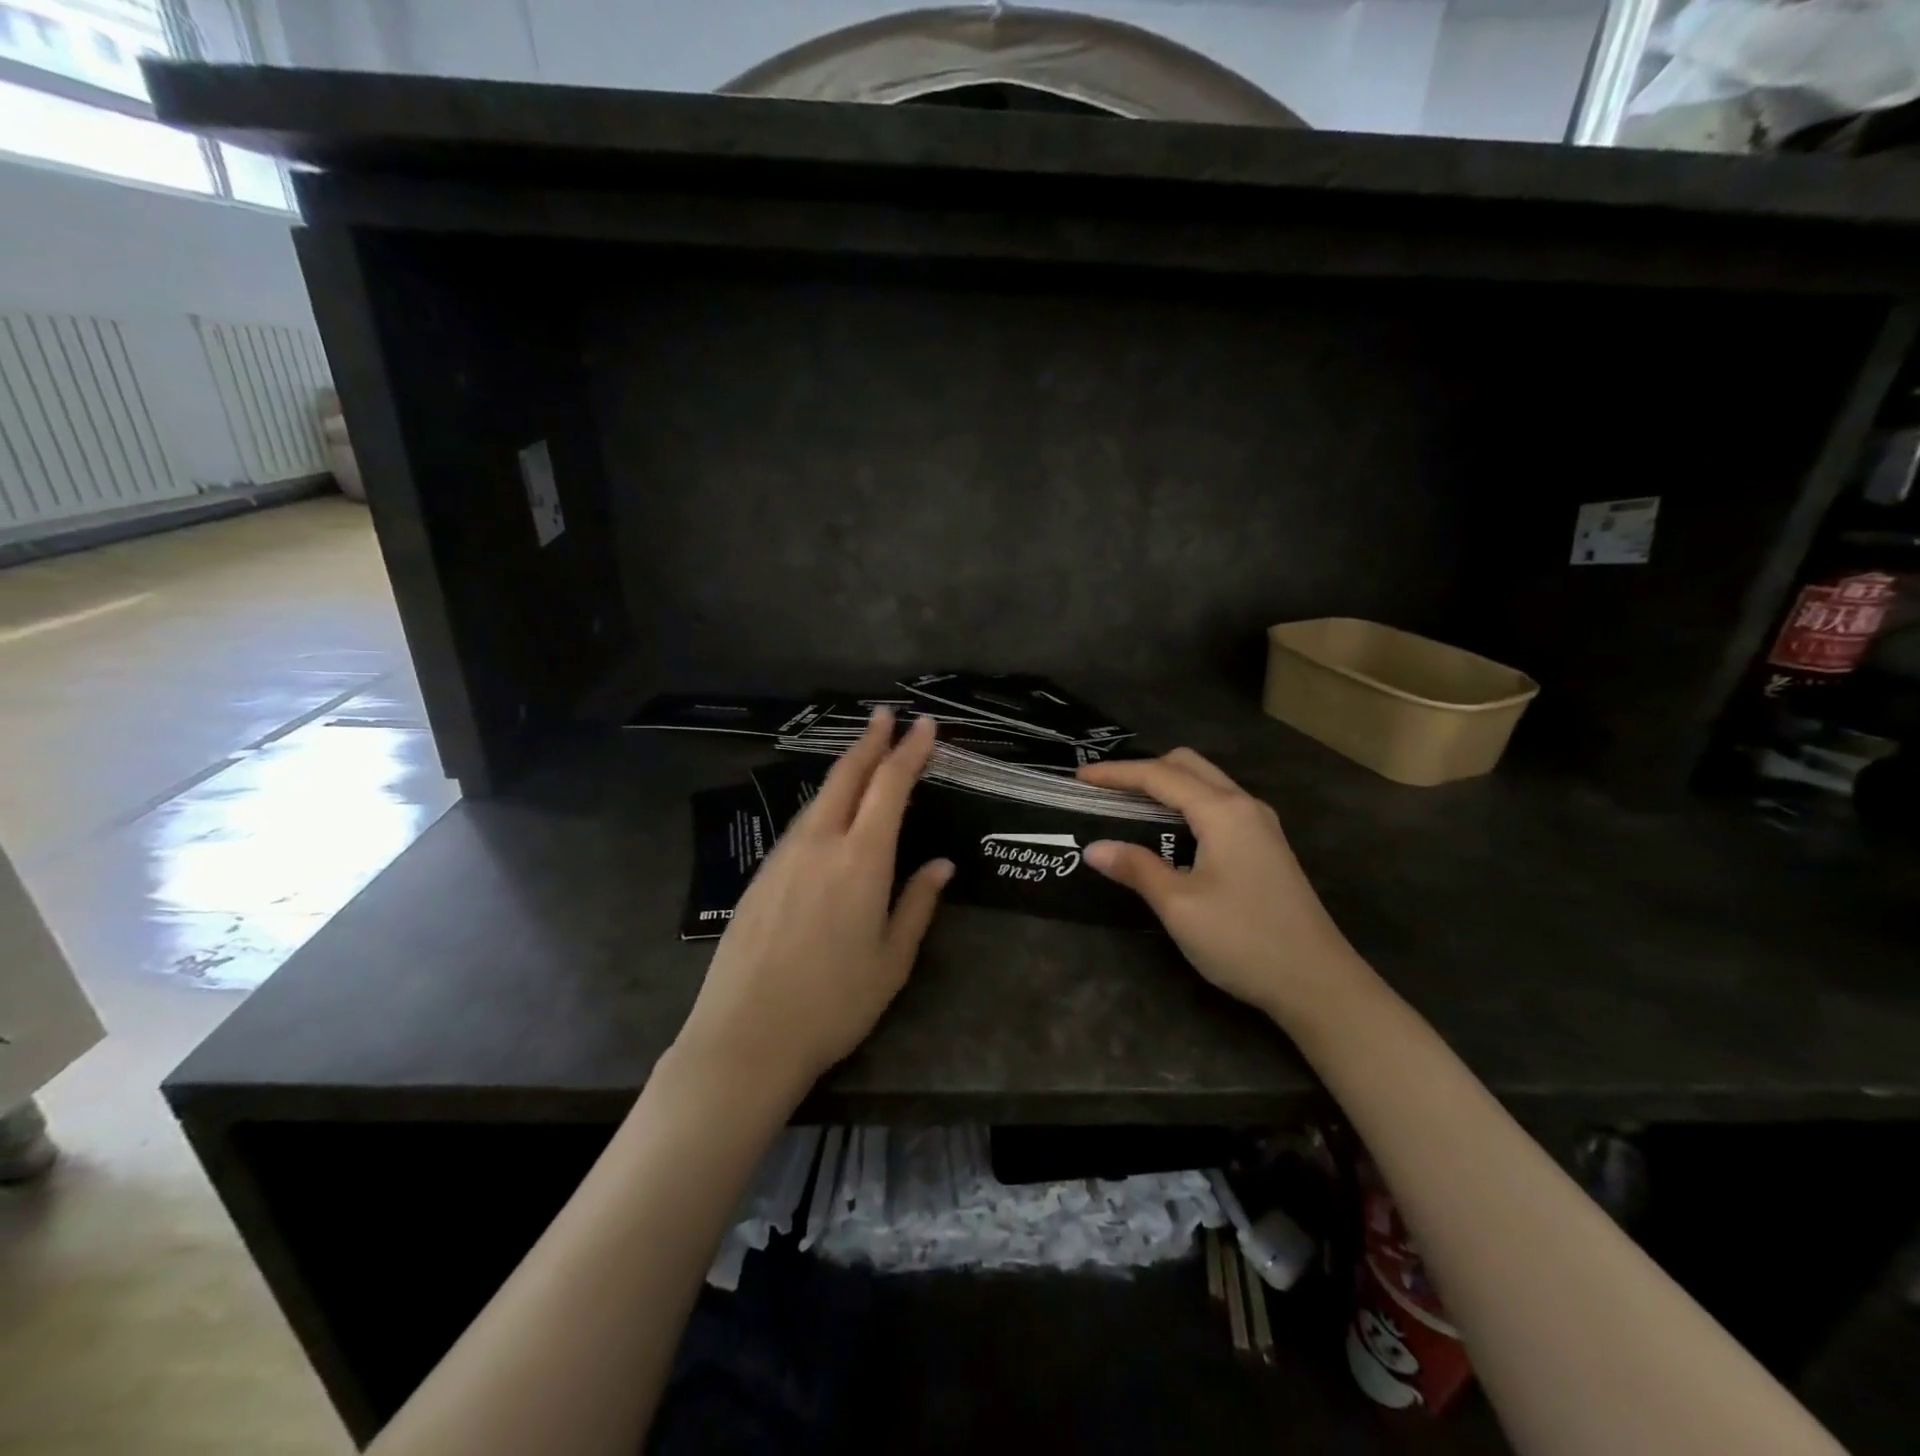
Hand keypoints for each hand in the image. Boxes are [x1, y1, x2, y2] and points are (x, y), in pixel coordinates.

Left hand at [673, 710, 952, 1100]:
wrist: (746, 1037)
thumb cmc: (834, 1004)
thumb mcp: (892, 960)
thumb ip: (917, 904)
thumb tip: (942, 865)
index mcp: (861, 860)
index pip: (890, 787)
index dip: (909, 752)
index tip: (924, 725)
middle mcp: (820, 844)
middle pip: (846, 776)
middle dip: (870, 741)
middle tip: (886, 716)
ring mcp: (783, 857)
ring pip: (819, 798)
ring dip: (844, 770)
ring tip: (863, 757)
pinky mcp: (759, 876)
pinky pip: (799, 825)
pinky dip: (822, 804)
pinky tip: (828, 815)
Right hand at [1077, 749, 1370, 1023]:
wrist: (1319, 983)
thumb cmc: (1244, 940)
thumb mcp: (1180, 906)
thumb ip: (1136, 868)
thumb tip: (1094, 848)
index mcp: (1223, 811)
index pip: (1160, 776)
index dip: (1116, 773)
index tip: (1079, 777)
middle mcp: (1244, 806)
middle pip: (1188, 766)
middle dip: (1143, 769)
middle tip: (1105, 789)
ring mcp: (1260, 826)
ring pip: (1206, 784)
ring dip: (1166, 785)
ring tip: (1129, 805)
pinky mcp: (1266, 847)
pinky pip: (1218, 805)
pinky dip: (1186, 804)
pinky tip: (1169, 831)